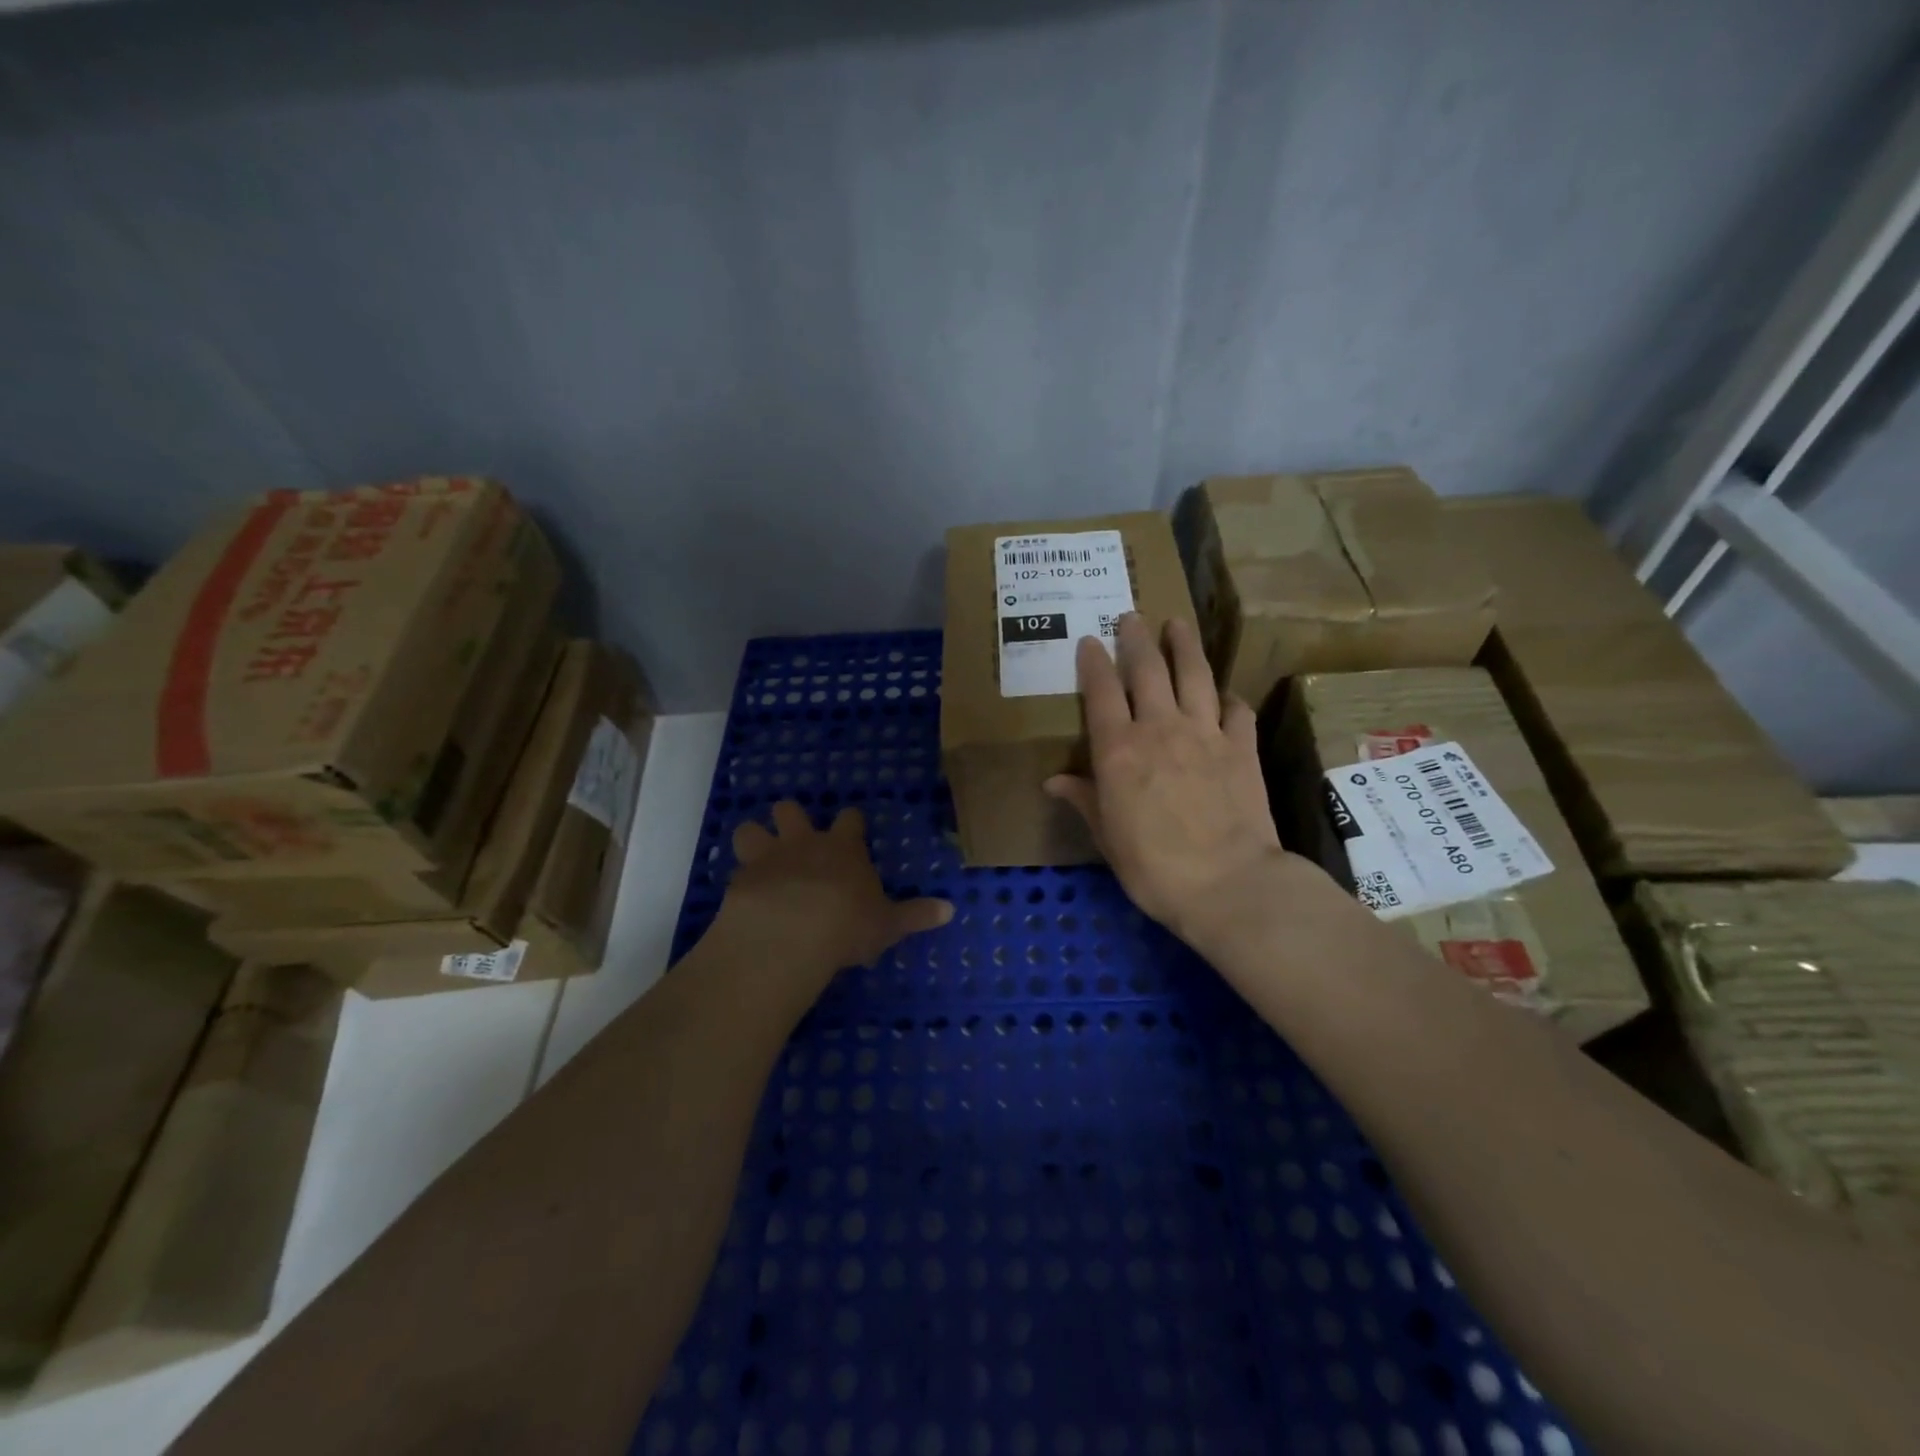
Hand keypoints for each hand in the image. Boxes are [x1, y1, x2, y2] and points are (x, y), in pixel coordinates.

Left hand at [712, 802, 952, 996]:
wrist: (790, 932)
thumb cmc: (846, 923)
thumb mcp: (888, 923)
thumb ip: (916, 915)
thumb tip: (951, 910)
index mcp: (843, 848)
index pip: (850, 819)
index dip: (851, 823)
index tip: (852, 830)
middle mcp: (804, 843)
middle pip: (791, 810)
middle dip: (791, 818)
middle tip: (795, 837)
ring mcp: (768, 857)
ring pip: (751, 829)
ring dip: (754, 840)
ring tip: (759, 858)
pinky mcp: (740, 879)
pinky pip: (734, 869)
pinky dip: (740, 879)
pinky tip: (744, 896)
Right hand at [1043, 614, 1326, 955]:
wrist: (1228, 883)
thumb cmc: (1153, 867)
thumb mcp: (1107, 837)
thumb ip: (1084, 800)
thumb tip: (1054, 781)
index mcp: (1119, 750)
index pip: (1102, 692)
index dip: (1094, 663)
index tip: (1089, 641)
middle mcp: (1160, 729)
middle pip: (1148, 670)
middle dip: (1137, 639)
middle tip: (1131, 617)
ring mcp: (1205, 733)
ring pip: (1194, 675)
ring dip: (1184, 646)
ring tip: (1177, 624)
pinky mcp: (1242, 747)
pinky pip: (1235, 710)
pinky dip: (1227, 697)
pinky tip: (1223, 694)